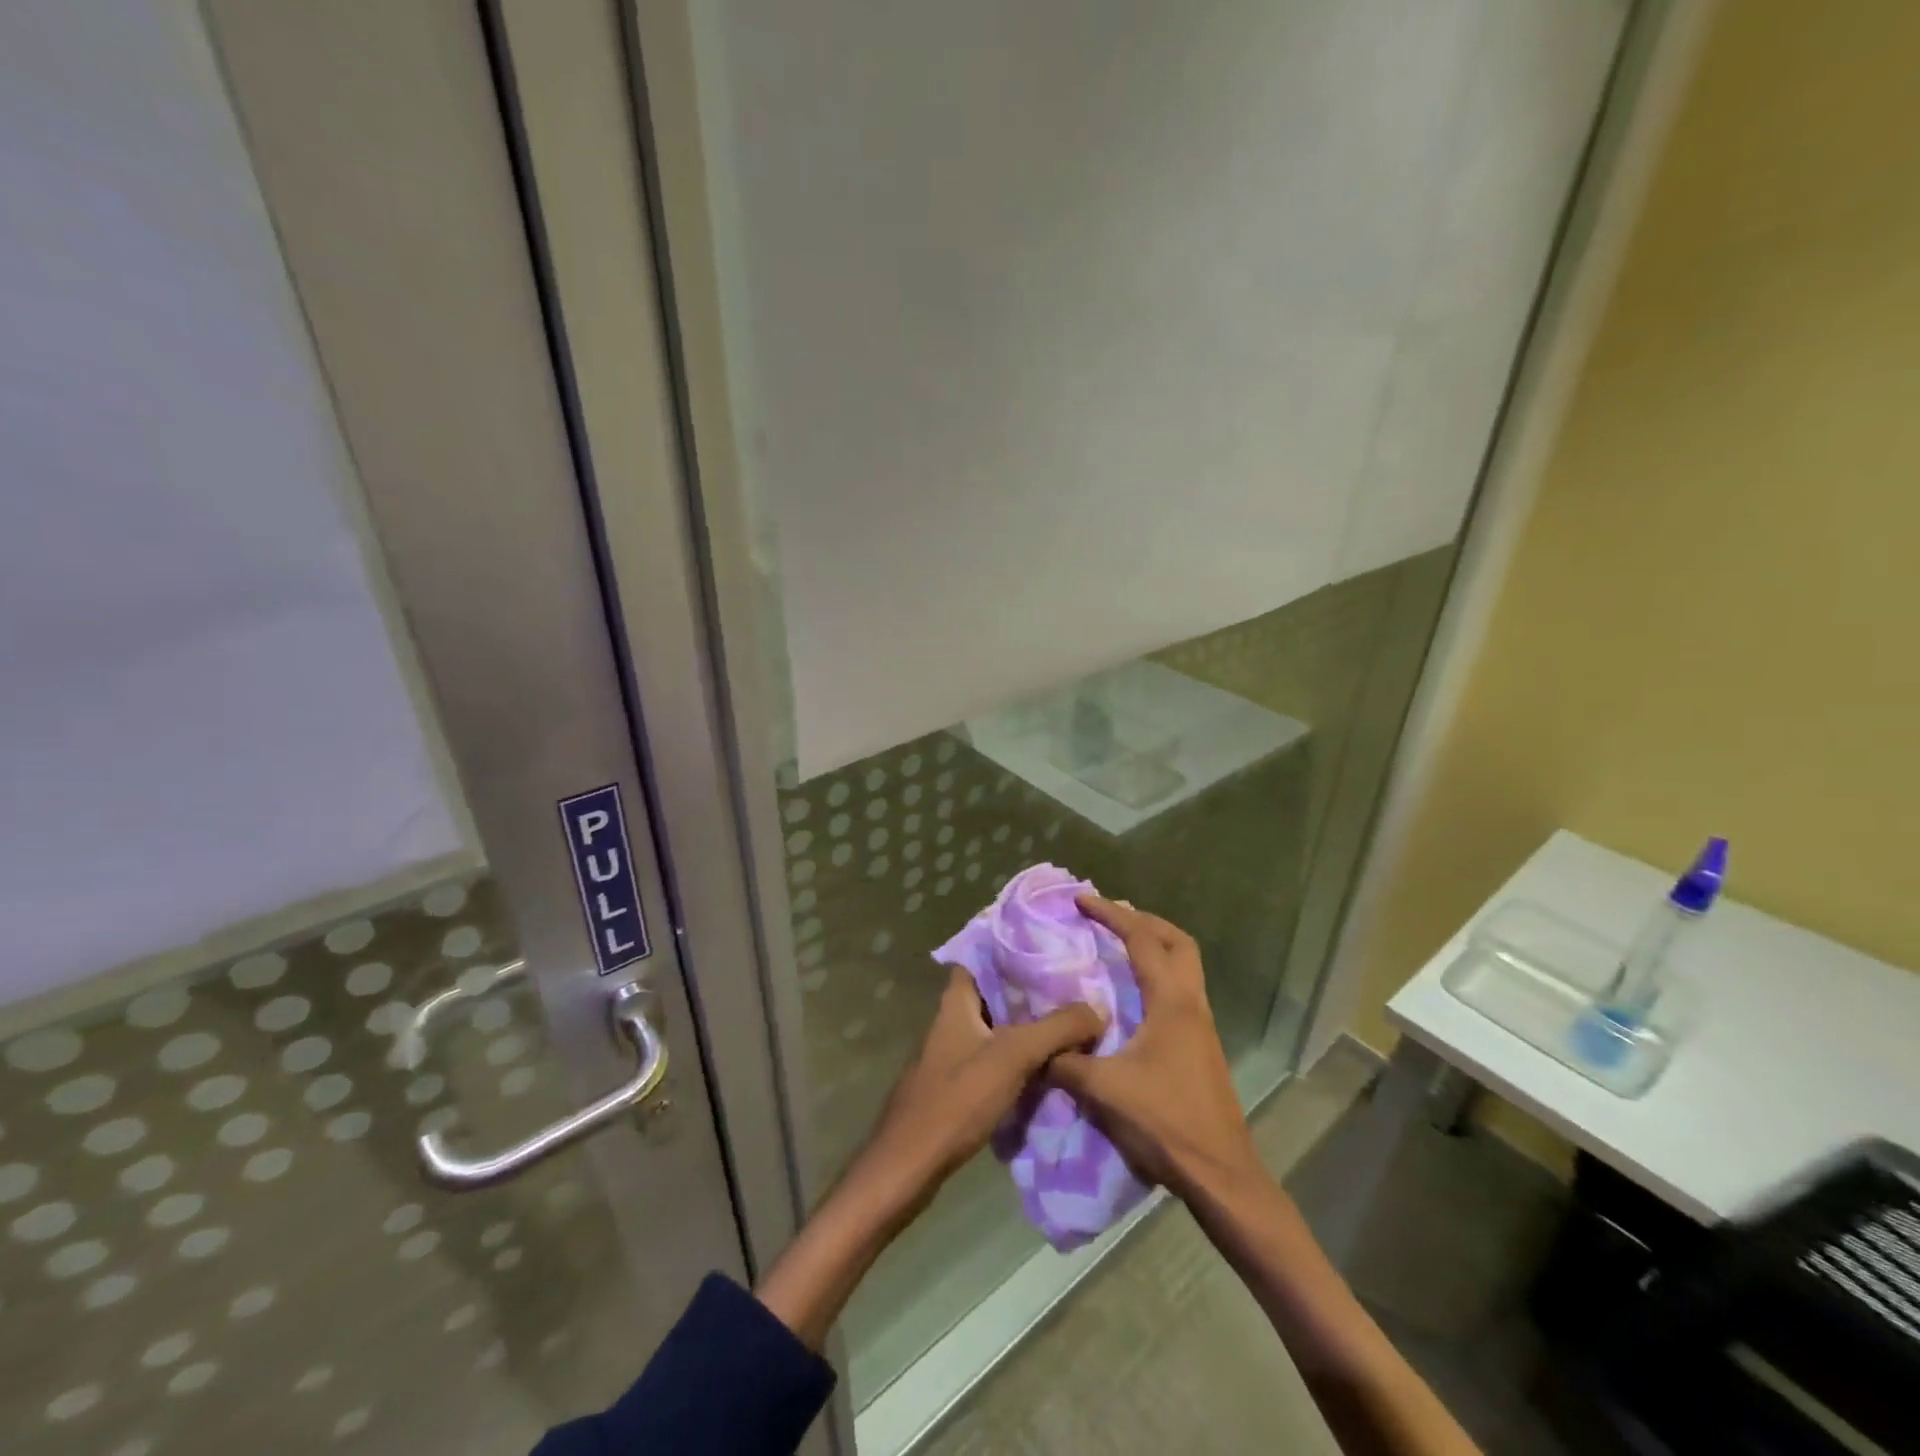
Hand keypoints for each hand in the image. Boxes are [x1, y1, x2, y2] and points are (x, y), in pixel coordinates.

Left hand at [853, 965, 1104, 1211]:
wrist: (910, 1163)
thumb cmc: (956, 1098)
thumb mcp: (1013, 1056)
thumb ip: (1056, 1028)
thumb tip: (1097, 1008)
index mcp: (956, 1001)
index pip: (982, 958)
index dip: (1013, 950)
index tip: (1050, 949)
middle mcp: (951, 1020)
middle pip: (994, 995)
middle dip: (1030, 991)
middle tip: (1074, 988)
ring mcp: (951, 1054)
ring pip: (996, 1028)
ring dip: (1027, 1027)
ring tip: (1070, 1023)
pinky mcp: (956, 1085)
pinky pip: (993, 1059)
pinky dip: (1018, 1058)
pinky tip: (1047, 1067)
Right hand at [1050, 897, 1260, 1202]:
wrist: (1220, 1174)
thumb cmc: (1165, 1123)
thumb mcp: (1104, 1090)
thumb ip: (1065, 1062)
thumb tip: (1038, 1046)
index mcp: (1171, 1003)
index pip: (1142, 940)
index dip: (1112, 914)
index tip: (1082, 900)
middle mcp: (1191, 1005)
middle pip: (1177, 942)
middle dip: (1143, 921)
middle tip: (1109, 917)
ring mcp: (1201, 1026)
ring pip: (1184, 966)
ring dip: (1154, 946)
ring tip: (1118, 947)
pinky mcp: (1201, 1046)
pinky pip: (1180, 990)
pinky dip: (1157, 975)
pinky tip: (1131, 996)